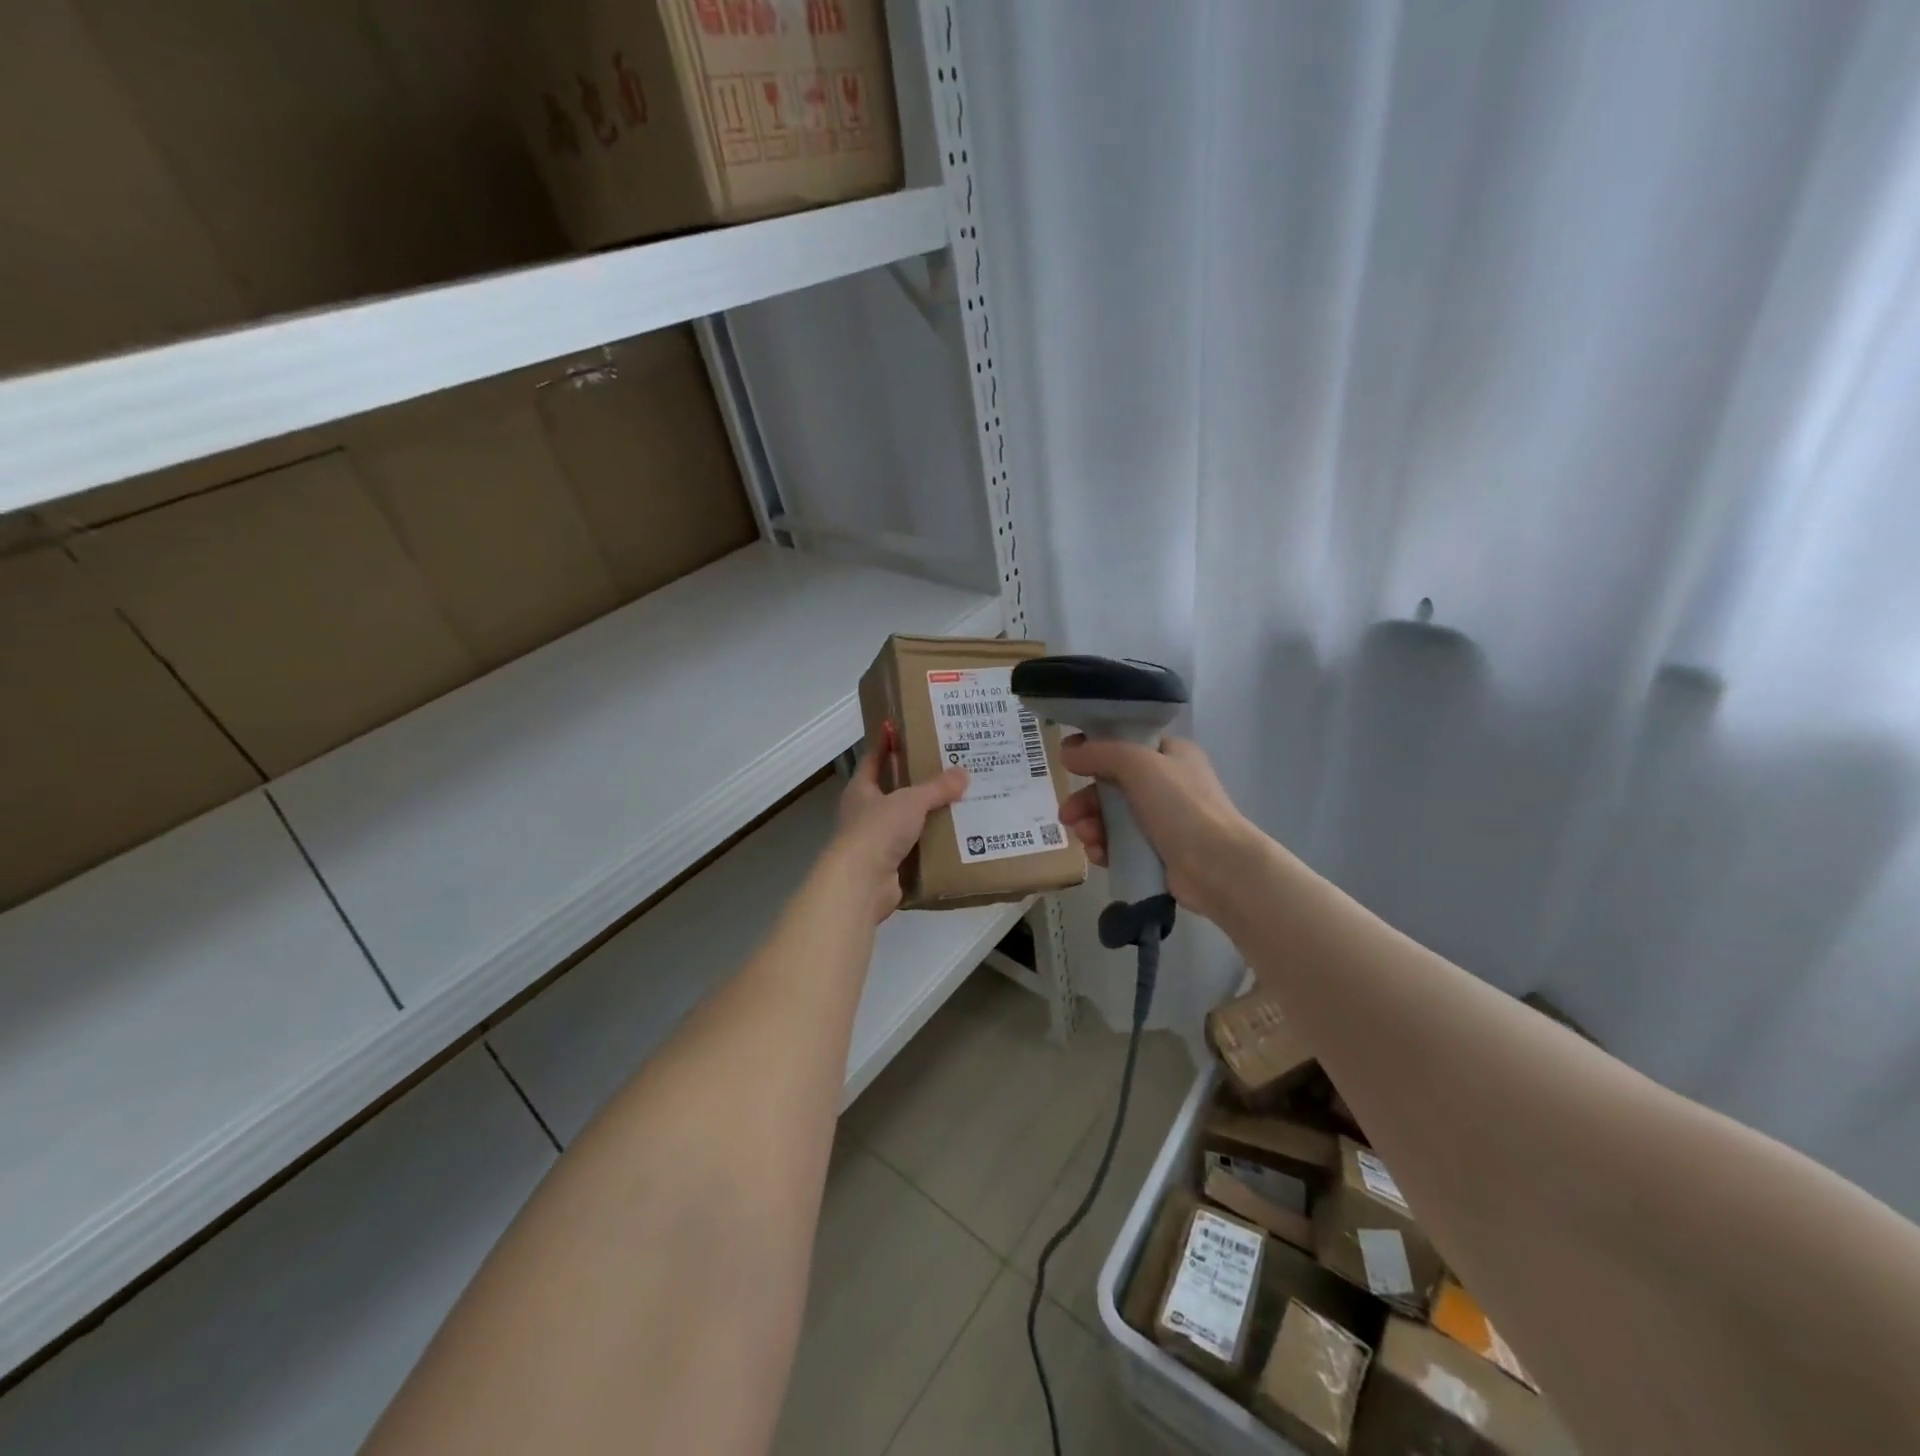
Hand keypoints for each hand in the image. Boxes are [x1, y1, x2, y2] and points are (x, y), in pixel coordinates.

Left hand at [824, 728, 968, 922]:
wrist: (861, 883)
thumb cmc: (877, 830)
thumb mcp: (910, 801)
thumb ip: (936, 788)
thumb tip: (963, 773)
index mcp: (860, 791)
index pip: (872, 760)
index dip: (885, 745)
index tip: (898, 730)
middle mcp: (864, 814)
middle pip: (891, 793)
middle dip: (915, 784)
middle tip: (946, 770)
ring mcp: (874, 843)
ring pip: (904, 823)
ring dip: (925, 817)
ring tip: (958, 804)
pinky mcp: (888, 868)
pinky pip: (913, 851)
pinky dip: (930, 847)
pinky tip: (953, 840)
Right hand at [1057, 734, 1261, 924]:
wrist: (1217, 866)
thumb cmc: (1181, 805)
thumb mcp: (1138, 764)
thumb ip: (1100, 752)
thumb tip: (1067, 752)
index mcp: (1170, 754)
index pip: (1126, 743)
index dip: (1094, 749)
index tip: (1067, 760)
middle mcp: (1167, 784)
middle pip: (1113, 784)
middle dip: (1086, 798)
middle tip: (1067, 814)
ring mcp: (1163, 820)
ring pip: (1112, 817)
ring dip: (1092, 824)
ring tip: (1086, 838)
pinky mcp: (1157, 853)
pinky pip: (1120, 845)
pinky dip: (1105, 847)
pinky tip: (1097, 854)